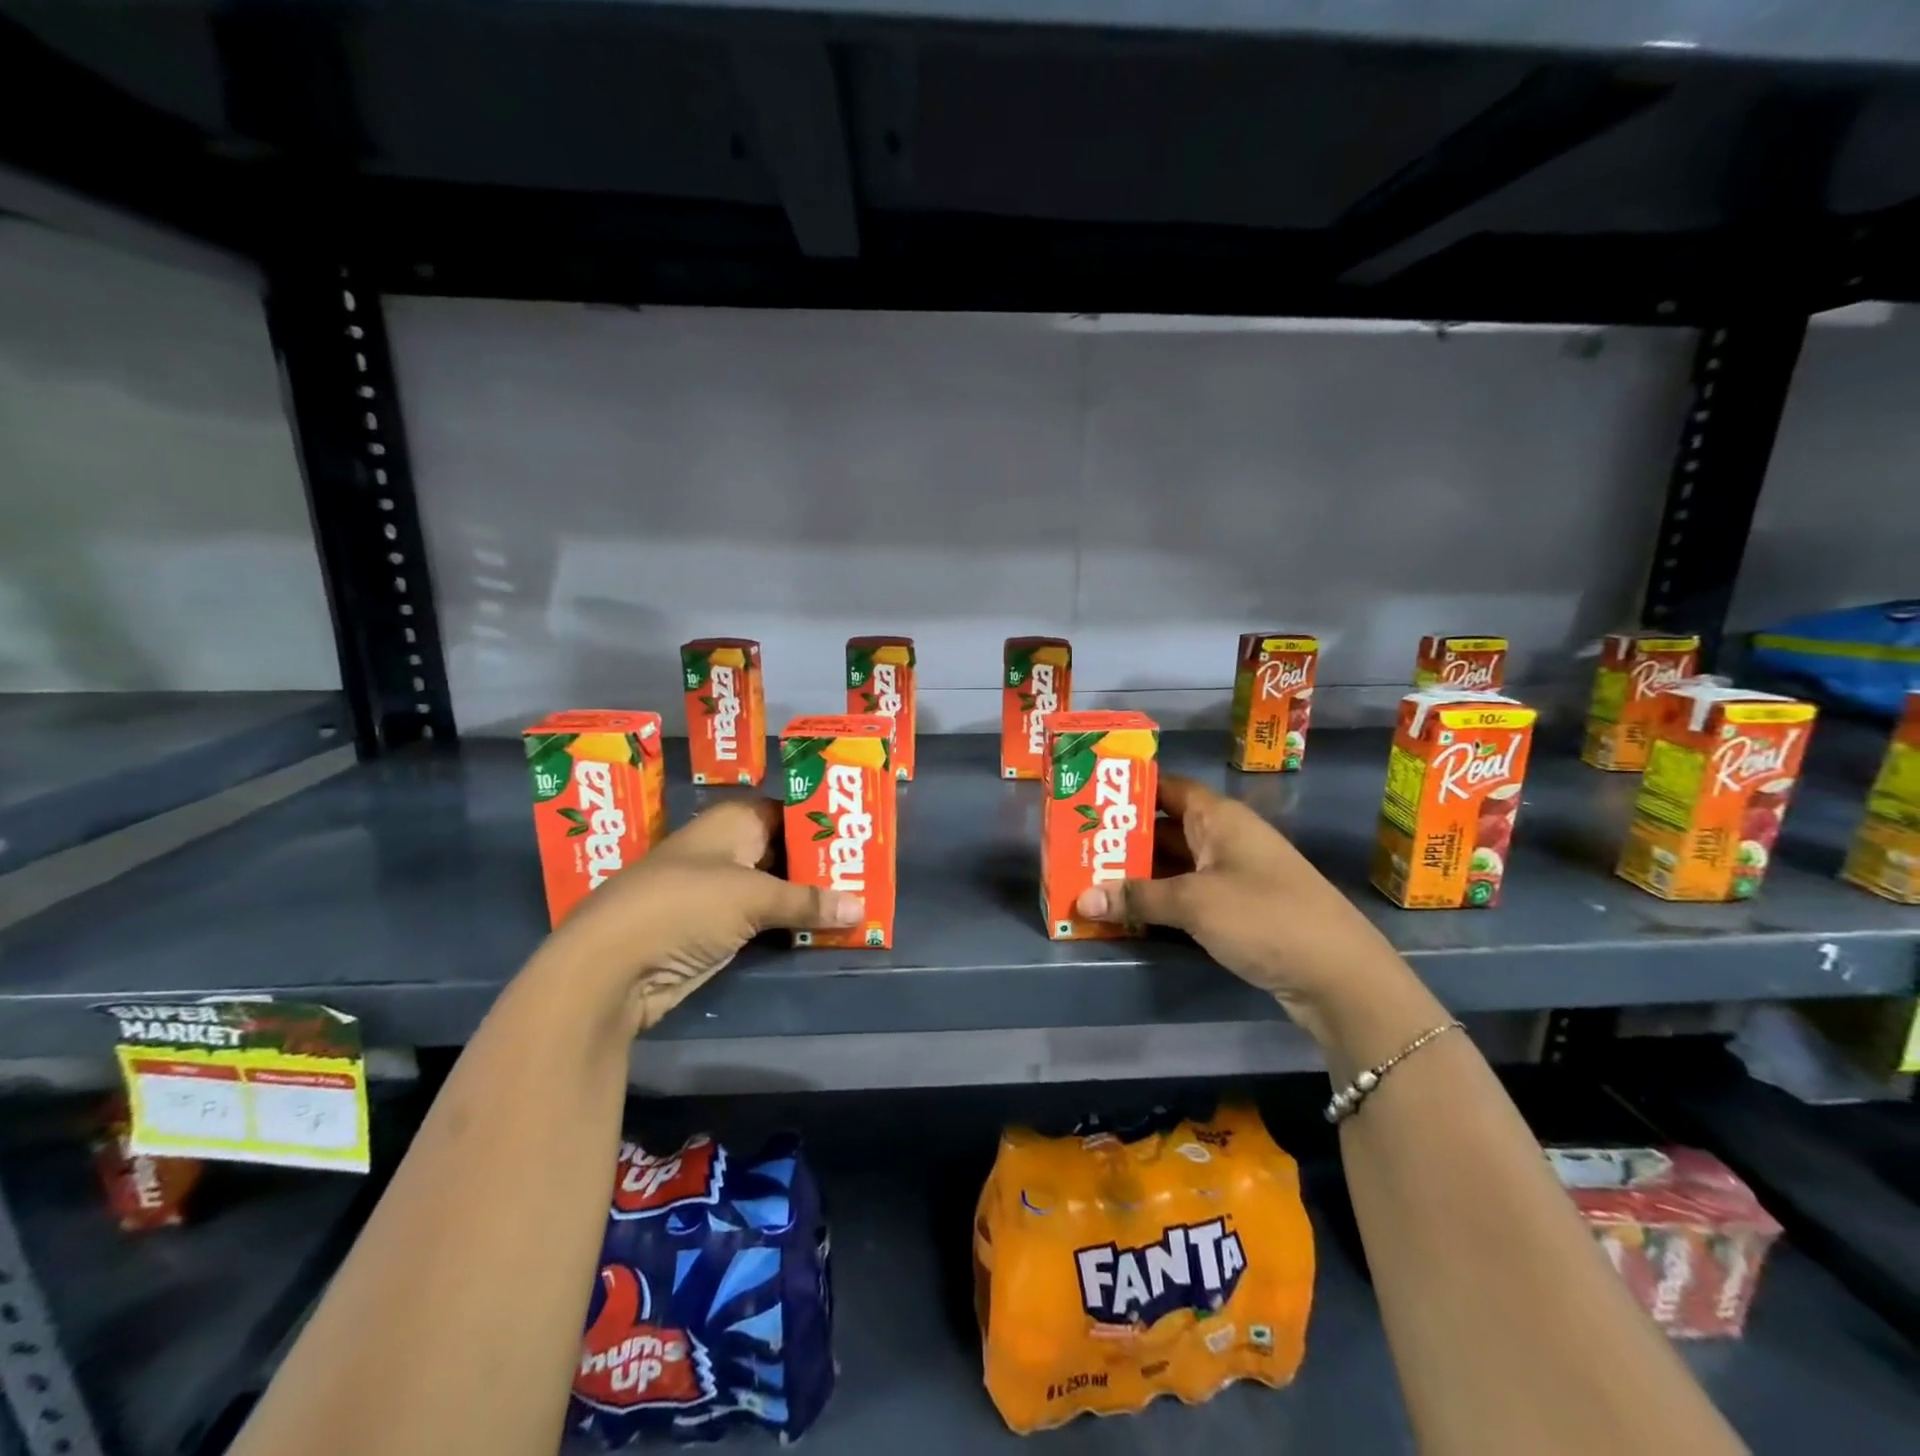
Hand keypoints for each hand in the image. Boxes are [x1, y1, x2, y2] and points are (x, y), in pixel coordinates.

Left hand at [539, 798, 860, 1033]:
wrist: (612, 967)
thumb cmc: (684, 906)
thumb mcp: (752, 897)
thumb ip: (808, 901)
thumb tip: (862, 908)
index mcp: (733, 822)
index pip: (789, 811)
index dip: (822, 822)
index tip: (861, 834)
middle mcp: (728, 850)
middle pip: (786, 850)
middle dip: (823, 864)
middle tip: (869, 872)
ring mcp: (720, 891)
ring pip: (777, 887)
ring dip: (809, 898)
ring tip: (860, 900)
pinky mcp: (717, 929)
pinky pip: (765, 919)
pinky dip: (791, 924)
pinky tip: (826, 929)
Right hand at [1074, 775, 1420, 1045]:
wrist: (1340, 977)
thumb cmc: (1265, 917)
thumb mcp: (1194, 903)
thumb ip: (1136, 898)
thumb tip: (1080, 898)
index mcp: (1218, 817)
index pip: (1165, 787)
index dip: (1127, 788)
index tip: (1086, 796)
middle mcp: (1224, 838)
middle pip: (1164, 827)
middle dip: (1122, 837)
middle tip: (1074, 844)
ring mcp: (1232, 875)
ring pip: (1173, 865)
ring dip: (1136, 873)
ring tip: (1087, 877)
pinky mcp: (1237, 909)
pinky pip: (1186, 894)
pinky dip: (1157, 900)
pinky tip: (1125, 911)